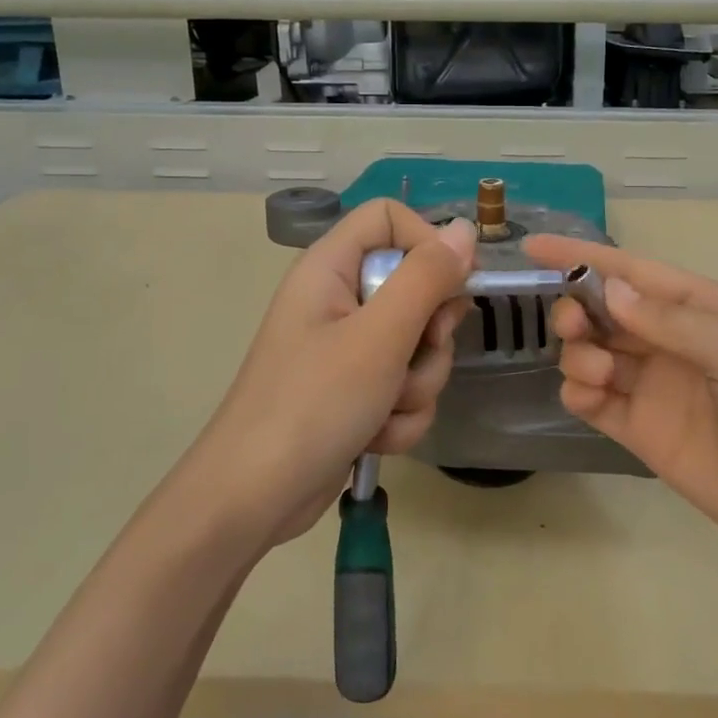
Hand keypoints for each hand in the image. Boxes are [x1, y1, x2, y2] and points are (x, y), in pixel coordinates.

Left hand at [184, 200, 473, 546]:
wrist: (253, 499)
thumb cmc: (312, 404)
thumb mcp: (379, 337)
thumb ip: (426, 278)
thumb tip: (464, 229)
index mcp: (330, 267)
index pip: (391, 218)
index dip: (428, 243)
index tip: (454, 286)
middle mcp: (339, 299)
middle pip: (416, 286)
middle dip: (429, 334)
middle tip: (416, 354)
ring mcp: (347, 348)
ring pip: (418, 345)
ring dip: (416, 384)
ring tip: (383, 410)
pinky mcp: (355, 390)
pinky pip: (404, 385)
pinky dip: (400, 414)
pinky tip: (375, 437)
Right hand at [523, 234, 717, 577]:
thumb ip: (671, 321)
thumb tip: (608, 291)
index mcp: (702, 308)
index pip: (632, 272)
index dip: (582, 256)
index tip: (532, 246)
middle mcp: (672, 341)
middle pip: (604, 311)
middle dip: (578, 310)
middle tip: (575, 327)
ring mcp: (654, 387)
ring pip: (592, 353)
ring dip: (580, 354)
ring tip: (600, 375)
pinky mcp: (641, 431)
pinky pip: (592, 401)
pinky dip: (579, 393)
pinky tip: (591, 398)